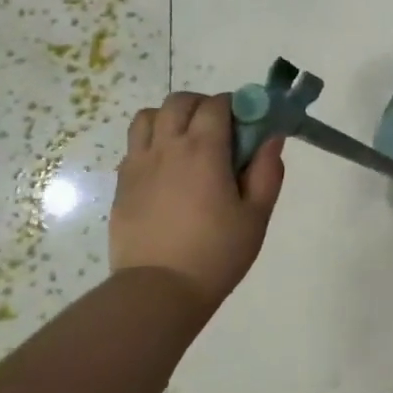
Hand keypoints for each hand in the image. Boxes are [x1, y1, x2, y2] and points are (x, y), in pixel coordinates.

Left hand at [109, 93, 285, 309]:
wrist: (159, 291)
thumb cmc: (217, 252)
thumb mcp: (257, 215)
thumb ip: (267, 171)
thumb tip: (271, 138)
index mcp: (203, 150)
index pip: (217, 104)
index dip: (236, 105)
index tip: (249, 123)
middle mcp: (166, 148)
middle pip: (178, 102)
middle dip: (203, 105)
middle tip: (221, 130)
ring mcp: (138, 165)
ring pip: (148, 117)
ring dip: (170, 118)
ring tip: (189, 143)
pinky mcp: (122, 185)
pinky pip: (134, 146)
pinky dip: (152, 144)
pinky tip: (168, 171)